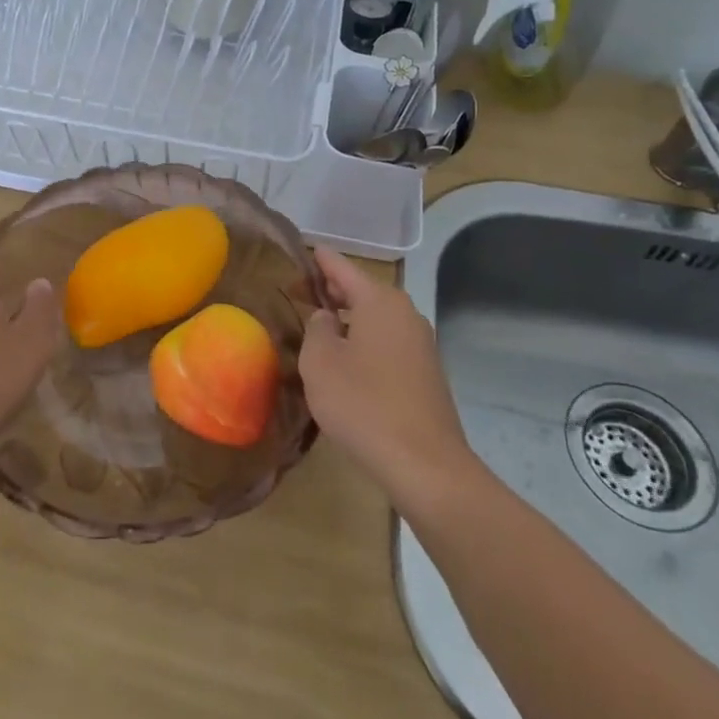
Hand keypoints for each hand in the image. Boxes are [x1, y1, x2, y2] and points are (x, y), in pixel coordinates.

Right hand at [299, 247, 478, 506]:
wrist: (425, 465)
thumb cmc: (363, 404)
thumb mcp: (320, 362)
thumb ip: (316, 328)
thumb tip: (325, 318)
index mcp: (379, 300)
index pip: (339, 265)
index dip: (315, 259)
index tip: (294, 253)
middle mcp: (404, 312)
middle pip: (359, 289)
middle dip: (327, 291)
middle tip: (294, 296)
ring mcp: (419, 343)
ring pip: (373, 318)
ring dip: (345, 319)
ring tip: (314, 330)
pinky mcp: (425, 371)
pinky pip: (386, 342)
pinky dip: (362, 342)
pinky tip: (344, 363)